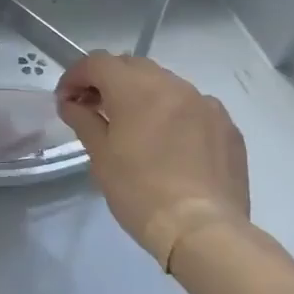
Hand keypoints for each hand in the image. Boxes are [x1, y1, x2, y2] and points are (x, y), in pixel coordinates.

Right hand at [56, 51, 249, 271]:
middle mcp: (173, 85)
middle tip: (94, 108)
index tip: (66, 100)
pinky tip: (169, 142)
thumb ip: (82, 119)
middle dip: (108, 81)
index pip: (97, 62)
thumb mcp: (100, 156)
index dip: (75, 76)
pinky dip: (173, 113)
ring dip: (142, 94)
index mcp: (136, 89)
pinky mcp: (227, 126)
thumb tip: (70, 103)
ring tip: (133, 125)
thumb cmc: (140, 191)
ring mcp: (205, 104)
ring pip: (165, 83)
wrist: (203, 230)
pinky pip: (192, 106)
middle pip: (132, 66)